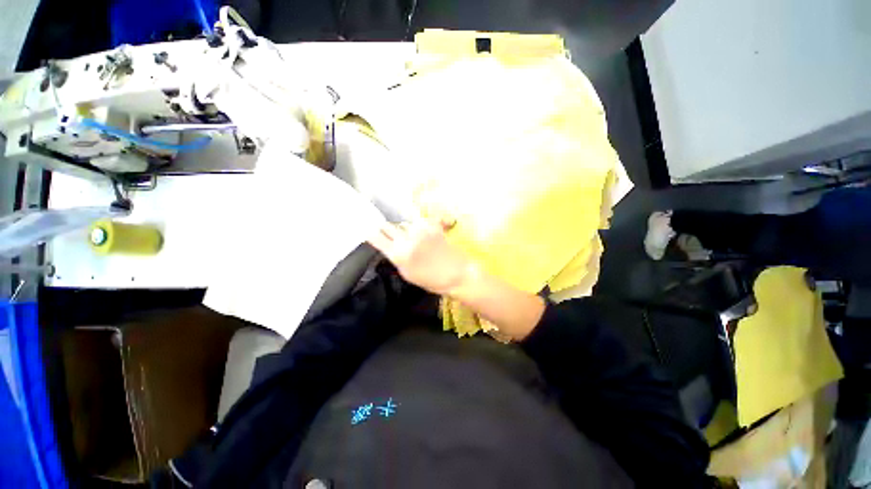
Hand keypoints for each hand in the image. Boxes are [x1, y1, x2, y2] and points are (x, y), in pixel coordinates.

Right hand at [368, 217, 471, 295]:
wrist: (456, 274)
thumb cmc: (431, 280)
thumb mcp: (407, 274)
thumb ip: (395, 257)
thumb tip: (388, 245)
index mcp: (398, 254)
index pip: (376, 237)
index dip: (371, 233)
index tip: (368, 231)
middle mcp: (406, 239)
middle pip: (388, 226)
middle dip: (387, 230)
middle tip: (390, 234)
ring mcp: (420, 230)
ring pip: (405, 224)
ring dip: (406, 229)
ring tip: (414, 239)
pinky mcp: (432, 225)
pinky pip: (420, 222)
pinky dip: (421, 226)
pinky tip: (425, 234)